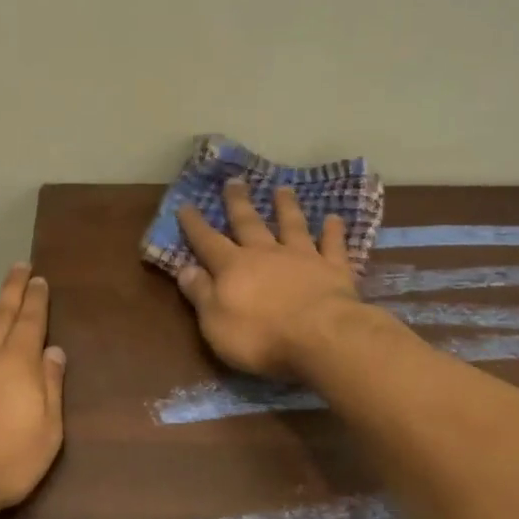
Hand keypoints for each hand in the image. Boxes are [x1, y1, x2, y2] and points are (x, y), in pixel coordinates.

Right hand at [174, 181, 361, 379]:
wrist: (321, 337)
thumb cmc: (260, 336)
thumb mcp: (215, 322)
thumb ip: (200, 293)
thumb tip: (184, 269)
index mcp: (232, 267)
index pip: (207, 242)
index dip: (194, 224)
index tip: (184, 204)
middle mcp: (266, 254)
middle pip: (249, 223)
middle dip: (238, 203)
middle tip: (234, 181)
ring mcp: (302, 258)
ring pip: (292, 226)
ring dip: (286, 207)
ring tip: (283, 189)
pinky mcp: (334, 269)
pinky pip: (333, 245)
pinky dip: (333, 232)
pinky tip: (334, 219)